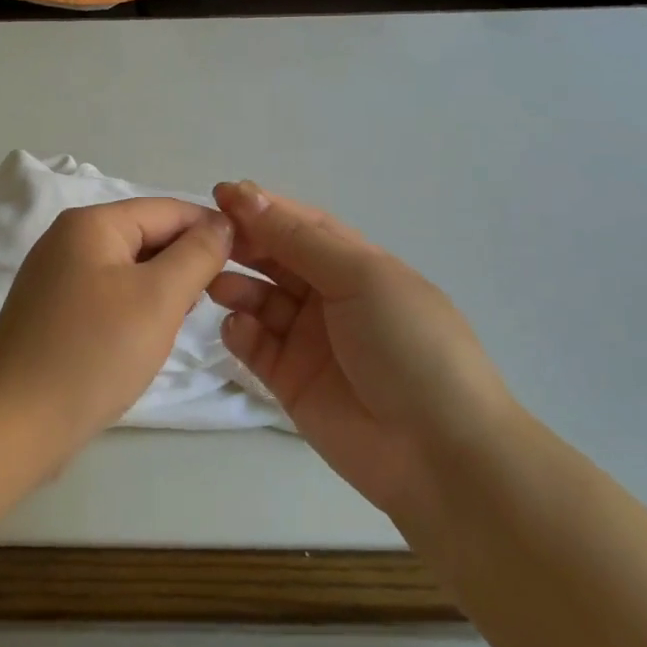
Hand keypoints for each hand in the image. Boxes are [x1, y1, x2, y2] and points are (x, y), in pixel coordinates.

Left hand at [0, 198, 235, 446]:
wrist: (16, 423)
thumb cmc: (94, 353)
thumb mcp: (158, 298)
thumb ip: (197, 254)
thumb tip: (223, 224)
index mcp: (90, 223)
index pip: (167, 209)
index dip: (211, 229)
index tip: (247, 261)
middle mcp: (67, 239)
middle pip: (145, 235)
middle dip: (184, 261)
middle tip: (214, 300)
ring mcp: (54, 276)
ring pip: (128, 268)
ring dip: (161, 288)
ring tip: (181, 321)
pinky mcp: (52, 311)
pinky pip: (107, 295)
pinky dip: (134, 308)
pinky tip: (146, 336)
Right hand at [208, 181, 515, 523]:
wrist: (438, 452)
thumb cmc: (408, 346)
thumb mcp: (362, 278)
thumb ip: (300, 239)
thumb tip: (248, 194)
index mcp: (357, 266)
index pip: (302, 225)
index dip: (264, 208)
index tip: (221, 194)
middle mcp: (330, 297)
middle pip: (276, 259)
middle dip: (243, 244)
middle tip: (208, 239)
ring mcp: (308, 340)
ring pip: (259, 299)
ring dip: (235, 286)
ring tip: (215, 284)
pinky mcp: (289, 380)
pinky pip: (254, 344)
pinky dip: (240, 331)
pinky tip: (239, 329)